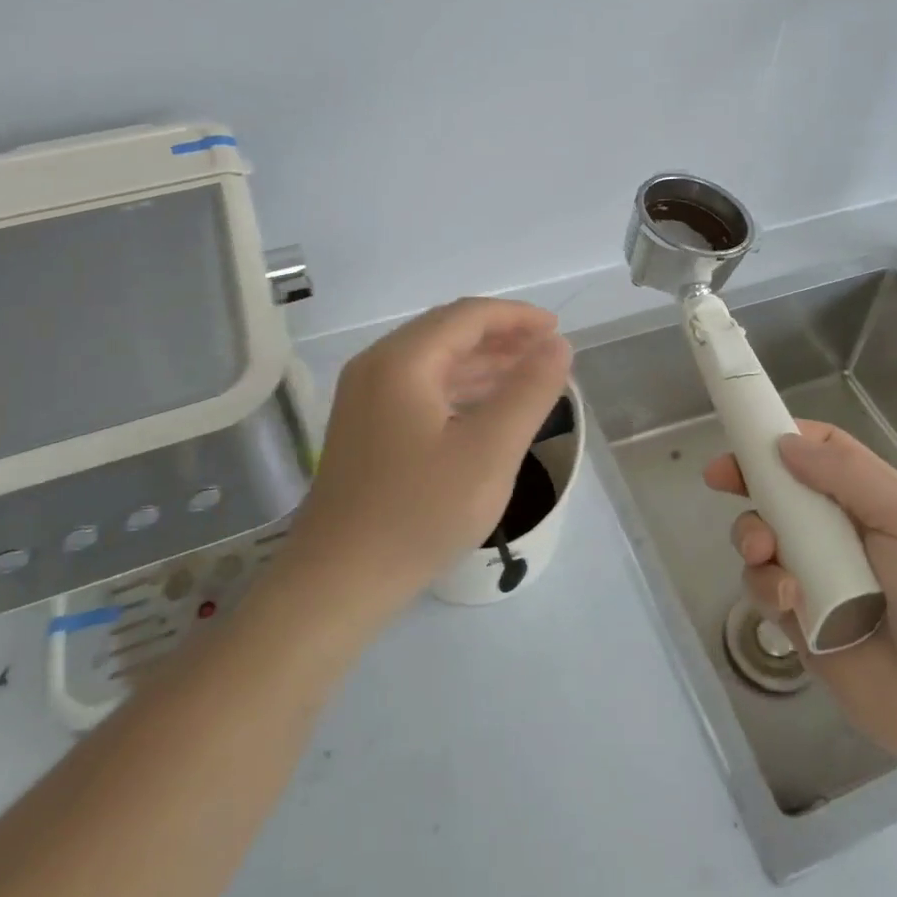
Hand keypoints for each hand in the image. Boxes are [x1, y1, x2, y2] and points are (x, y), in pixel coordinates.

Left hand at [283, 298, 571, 627]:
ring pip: (433, 361)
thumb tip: (558, 345)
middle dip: (501, 337)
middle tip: (547, 353)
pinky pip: (419, 388)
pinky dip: (459, 388)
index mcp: (402, 360)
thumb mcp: (490, 451)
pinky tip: (486, 407)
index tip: (557, 331)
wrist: (337, 582)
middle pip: (447, 331)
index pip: (468, 315)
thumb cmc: (419, 513)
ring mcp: (365, 396)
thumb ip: (529, 391)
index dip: (517, 317)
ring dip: (482, 362)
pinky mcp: (365, 426)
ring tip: (527, 376)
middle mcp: (377, 365)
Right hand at [705, 421, 896, 772]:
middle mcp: (836, 531)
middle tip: (720, 480)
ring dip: (751, 535)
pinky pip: (762, 587)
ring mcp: (814, 575)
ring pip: (760, 536)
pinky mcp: (797, 619)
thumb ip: (849, 475)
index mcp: (868, 499)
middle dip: (747, 480)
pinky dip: (765, 585)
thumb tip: (784, 443)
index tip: (744, 435)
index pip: (818, 450)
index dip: (780, 436)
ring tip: (764, 552)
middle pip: (778, 489)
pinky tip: (788, 600)